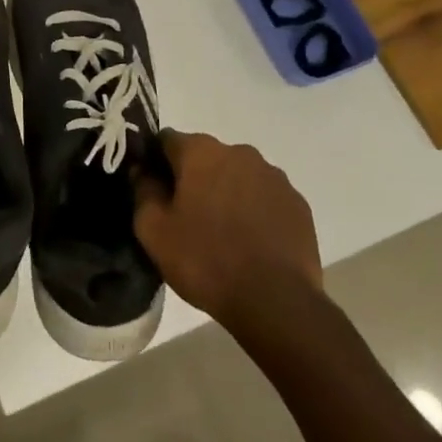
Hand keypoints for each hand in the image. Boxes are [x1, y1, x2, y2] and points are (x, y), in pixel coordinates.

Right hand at [133, 131, 321, 326]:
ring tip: (221, 232)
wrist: (275, 301)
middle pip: (205, 157)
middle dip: (193, 178)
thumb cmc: (205, 260)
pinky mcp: (298, 203)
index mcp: (201, 152)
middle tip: (185, 216)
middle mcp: (240, 152)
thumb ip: (143, 191)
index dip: (155, 162)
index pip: (167, 140)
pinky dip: (254, 210)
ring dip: (225, 192)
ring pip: (237, 176)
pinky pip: (264, 197)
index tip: (152, 190)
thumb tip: (143, 172)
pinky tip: (249, 242)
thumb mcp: (153, 230)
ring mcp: (274, 177)